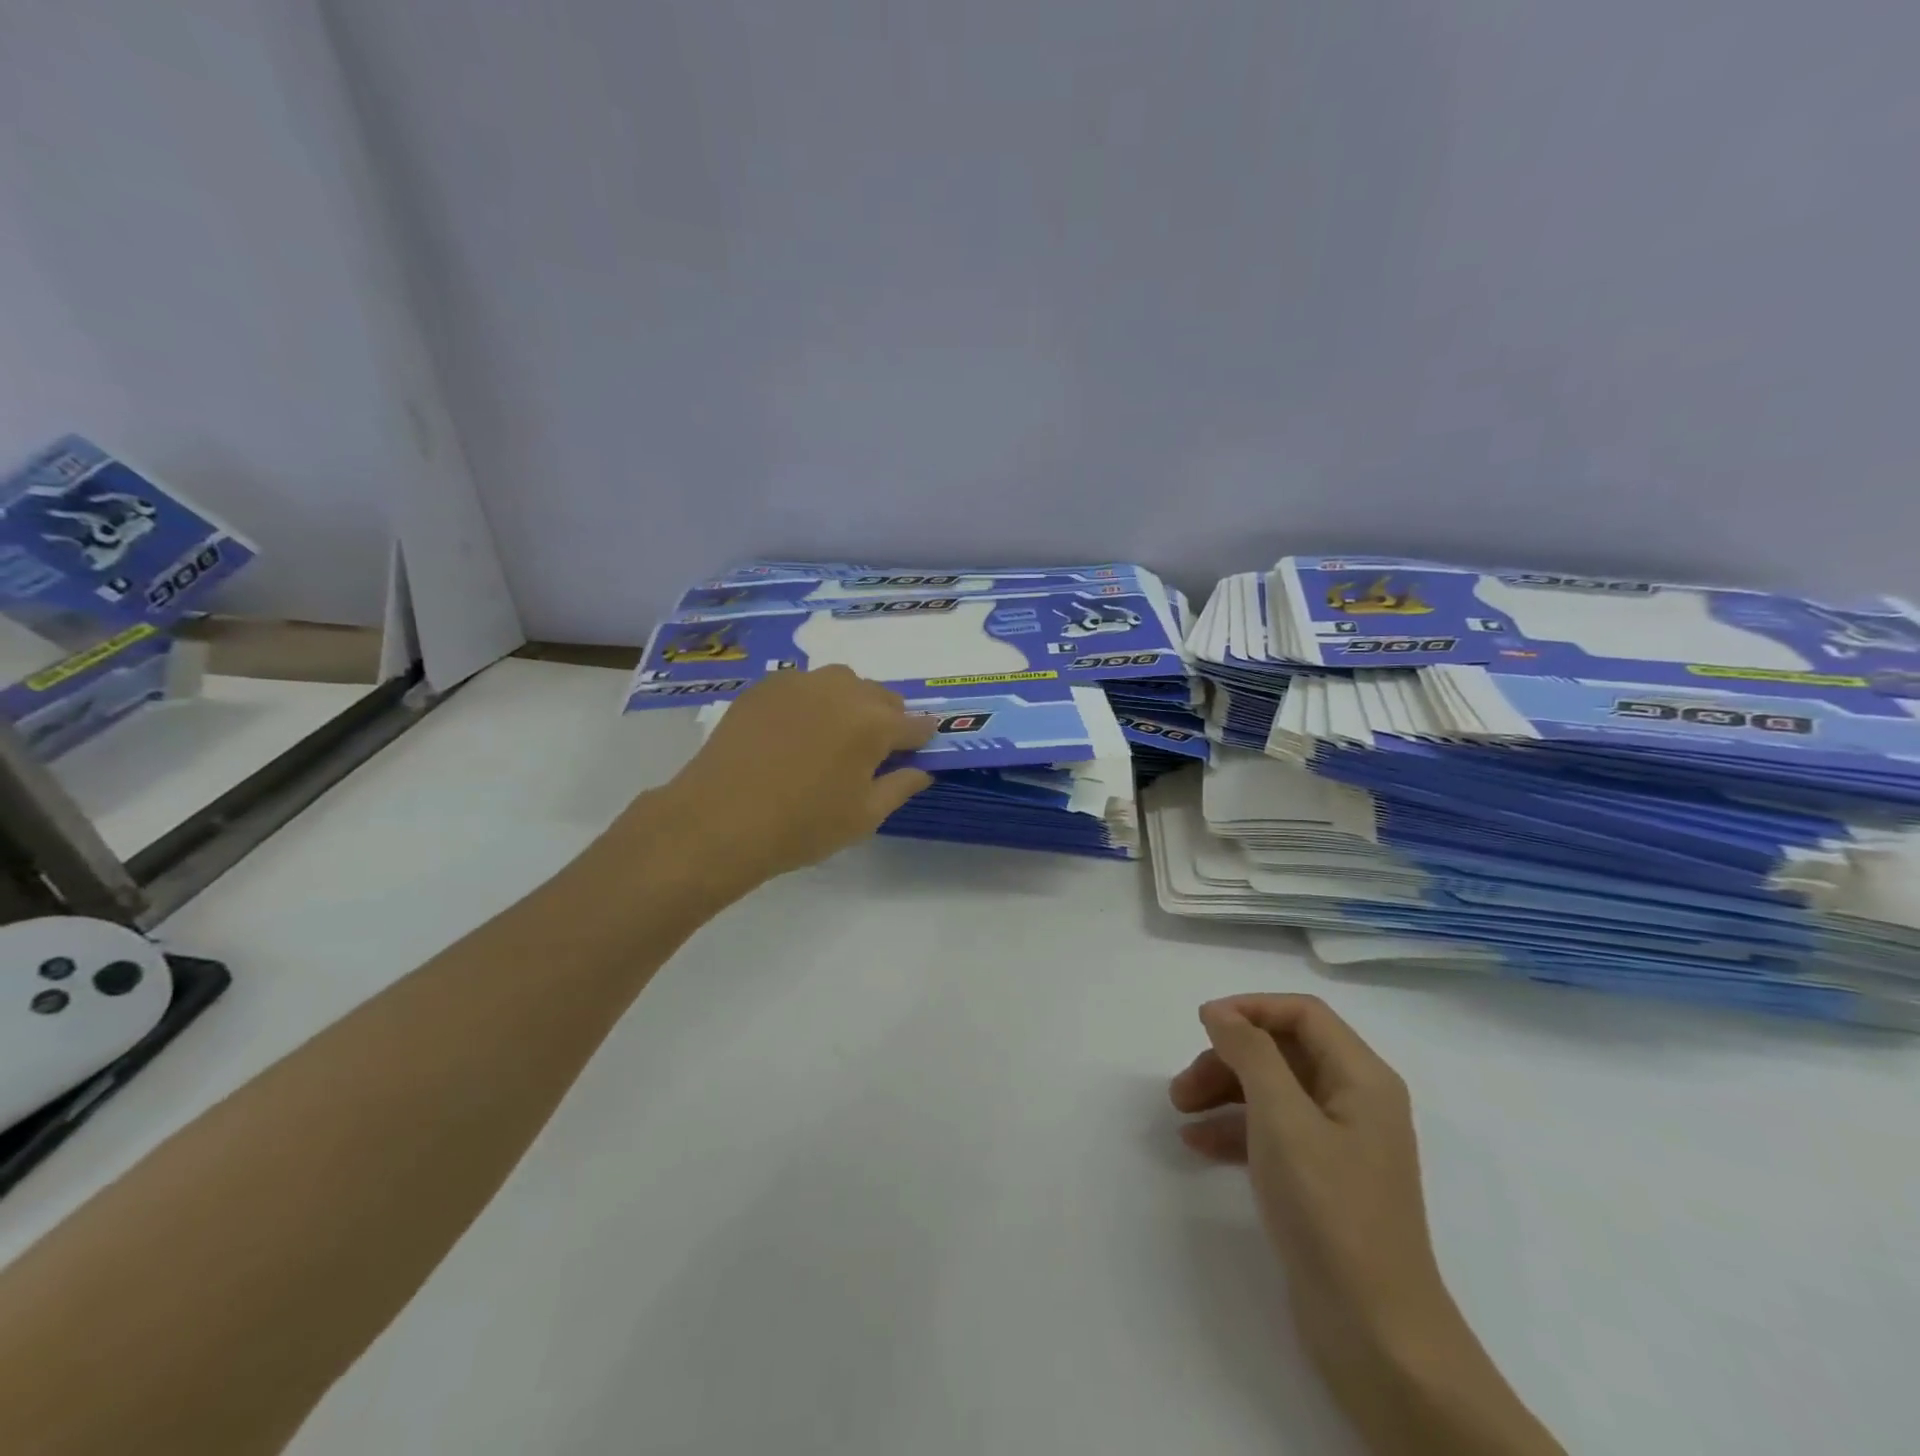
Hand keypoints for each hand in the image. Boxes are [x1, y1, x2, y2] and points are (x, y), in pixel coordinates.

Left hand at [648, 666, 935, 891]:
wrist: (719, 819)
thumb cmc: (801, 826)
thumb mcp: (863, 817)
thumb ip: (900, 786)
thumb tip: (923, 770)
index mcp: (874, 723)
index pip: (915, 724)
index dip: (920, 740)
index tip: (916, 753)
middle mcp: (842, 690)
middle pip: (881, 697)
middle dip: (886, 720)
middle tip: (869, 754)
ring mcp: (800, 683)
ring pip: (843, 683)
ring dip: (850, 703)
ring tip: (831, 737)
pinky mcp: (765, 686)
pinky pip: (804, 685)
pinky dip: (812, 701)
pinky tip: (795, 731)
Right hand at [1169, 995, 1451, 1413]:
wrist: (1376, 1333)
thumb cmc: (1330, 1209)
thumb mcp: (1282, 1118)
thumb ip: (1250, 1053)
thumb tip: (1220, 1012)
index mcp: (1361, 1078)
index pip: (1302, 1013)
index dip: (1250, 1009)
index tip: (1202, 1024)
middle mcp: (1355, 1101)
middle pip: (1282, 1052)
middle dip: (1229, 1059)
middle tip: (1182, 1086)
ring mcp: (1340, 1143)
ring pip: (1272, 1092)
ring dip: (1224, 1093)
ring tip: (1180, 1113)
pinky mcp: (1323, 1180)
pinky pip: (1273, 1133)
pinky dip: (1235, 1130)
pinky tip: (1199, 1146)